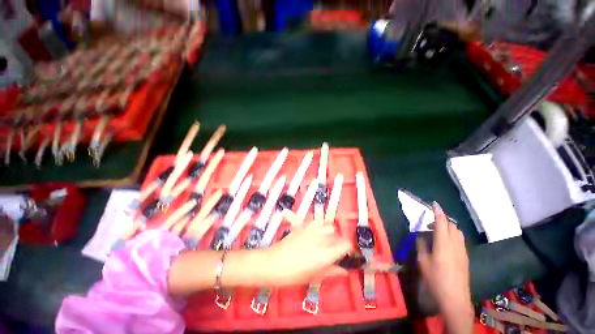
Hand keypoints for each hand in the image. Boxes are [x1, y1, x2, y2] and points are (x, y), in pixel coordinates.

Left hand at [262, 220, 351, 285]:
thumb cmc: (293, 275)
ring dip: (331, 232)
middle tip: (335, 251)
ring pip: (329, 225)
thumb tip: (345, 270)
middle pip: (338, 234)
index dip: (350, 249)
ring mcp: (311, 230)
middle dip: (339, 242)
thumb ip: (332, 272)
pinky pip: (318, 220)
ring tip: (326, 240)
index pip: (346, 244)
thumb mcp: (314, 277)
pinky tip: (317, 232)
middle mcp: (320, 239)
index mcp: (324, 254)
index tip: (348, 254)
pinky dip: (321, 224)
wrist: (273, 263)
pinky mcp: (304, 225)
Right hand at [417, 202, 472, 333]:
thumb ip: (421, 246)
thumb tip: (421, 237)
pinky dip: (452, 235)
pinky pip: (459, 239)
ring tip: (436, 232)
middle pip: (451, 225)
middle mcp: (455, 244)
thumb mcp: (423, 262)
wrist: (455, 298)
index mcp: (443, 244)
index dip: (438, 212)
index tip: (434, 204)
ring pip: (457, 232)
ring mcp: (462, 251)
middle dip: (441, 219)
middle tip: (429, 223)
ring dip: (447, 227)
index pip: (442, 223)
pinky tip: (444, 243)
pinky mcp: (465, 257)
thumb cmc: (436, 279)